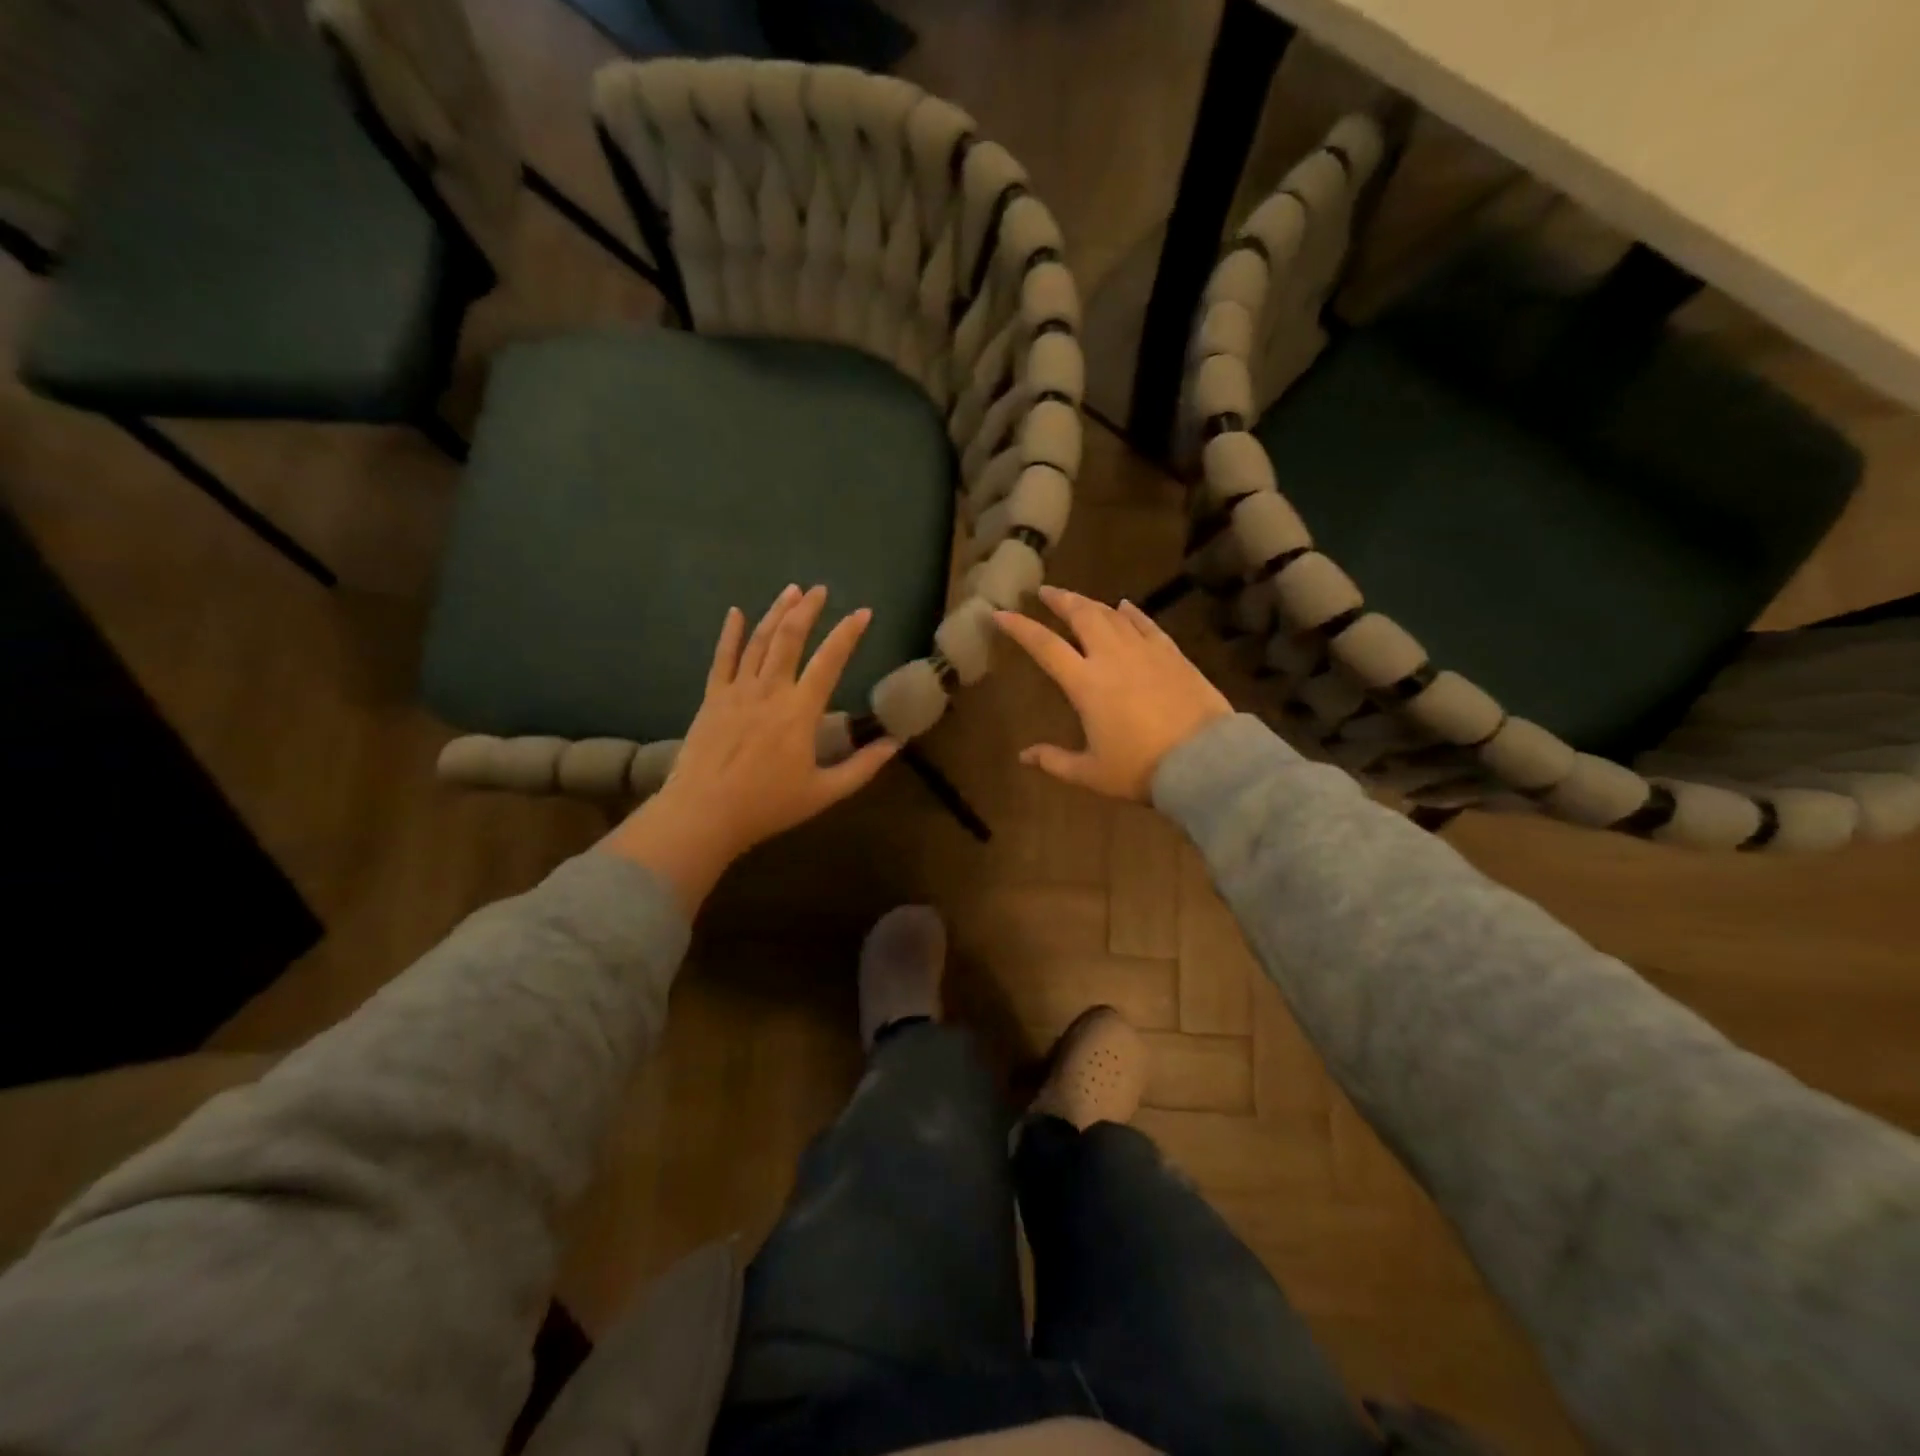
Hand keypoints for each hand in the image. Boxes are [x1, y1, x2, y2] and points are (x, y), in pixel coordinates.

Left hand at [601, 585, 899, 911]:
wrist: (703, 814)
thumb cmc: (767, 806)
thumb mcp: (825, 793)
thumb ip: (863, 767)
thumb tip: (896, 744)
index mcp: (800, 712)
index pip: (829, 661)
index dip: (848, 633)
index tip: (863, 612)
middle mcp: (769, 691)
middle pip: (789, 638)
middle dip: (807, 610)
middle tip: (820, 589)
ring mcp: (737, 691)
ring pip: (758, 641)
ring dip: (776, 613)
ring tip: (790, 591)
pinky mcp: (712, 699)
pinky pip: (722, 659)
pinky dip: (731, 634)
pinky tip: (736, 613)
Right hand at [994, 585, 1231, 801]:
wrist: (1204, 760)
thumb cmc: (1140, 768)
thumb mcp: (1091, 773)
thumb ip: (1054, 761)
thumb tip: (1024, 756)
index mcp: (1085, 683)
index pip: (1044, 646)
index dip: (1019, 627)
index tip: (1000, 612)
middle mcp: (1111, 657)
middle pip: (1081, 616)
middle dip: (1060, 600)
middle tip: (1045, 591)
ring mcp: (1145, 652)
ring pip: (1113, 615)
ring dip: (1091, 603)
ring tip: (1078, 598)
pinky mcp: (1173, 655)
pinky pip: (1147, 625)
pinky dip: (1132, 613)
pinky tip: (1126, 606)